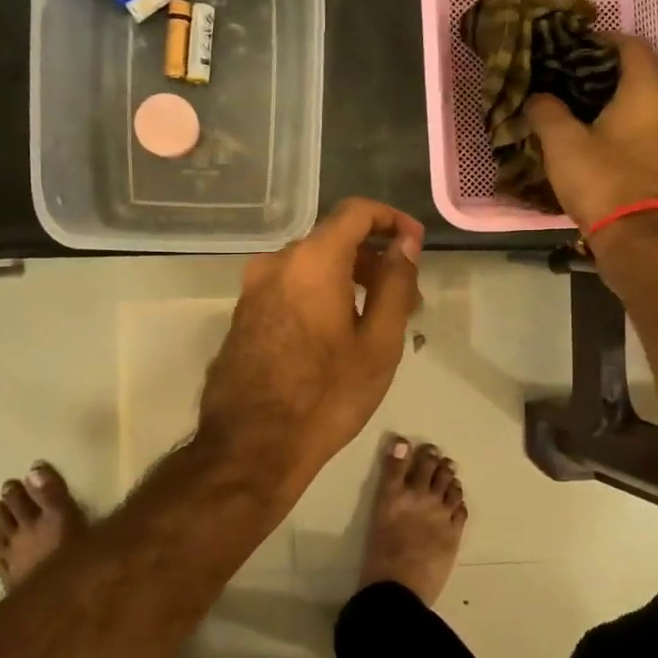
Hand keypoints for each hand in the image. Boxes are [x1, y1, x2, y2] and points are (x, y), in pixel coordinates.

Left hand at [198, 198, 423, 499]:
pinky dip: (319, 295)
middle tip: (404, 296)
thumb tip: (404, 244)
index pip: (356, 211)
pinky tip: (336, 334)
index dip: (391, 219)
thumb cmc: (326, 395)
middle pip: (332, 240)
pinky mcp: (242, 315)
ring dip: (346, 279)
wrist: (250, 446)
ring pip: (310, 267)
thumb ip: (395, 284)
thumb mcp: (378, 343)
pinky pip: (290, 288)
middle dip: (372, 259)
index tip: (414, 244)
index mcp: (312, 260)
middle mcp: (276, 262)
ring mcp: (253, 289)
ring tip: (375, 320)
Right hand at [525, 36, 657, 230]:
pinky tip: (594, 131)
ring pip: (642, 99)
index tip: (571, 47)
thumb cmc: (601, 180)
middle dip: (604, 68)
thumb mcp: (562, 142)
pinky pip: (644, 123)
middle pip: (639, 70)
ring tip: (576, 102)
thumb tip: (538, 96)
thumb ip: (546, 110)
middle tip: (569, 74)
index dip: (600, 40)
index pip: (630, 45)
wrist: (636, 235)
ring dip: (613, 95)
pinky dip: (622, 118)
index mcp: (646, 90)